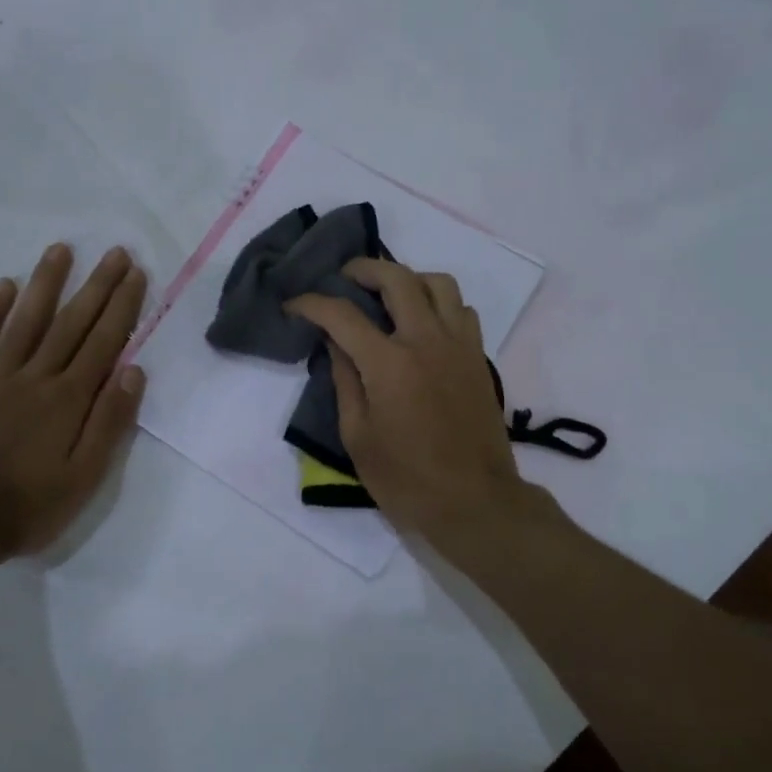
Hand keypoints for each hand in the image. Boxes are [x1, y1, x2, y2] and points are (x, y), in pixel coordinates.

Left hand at [0, 244, 147, 559]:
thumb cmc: (29, 506)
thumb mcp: (85, 477)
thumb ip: (110, 422)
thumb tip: (134, 371)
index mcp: (69, 399)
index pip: (103, 342)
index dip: (122, 306)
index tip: (135, 274)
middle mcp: (35, 377)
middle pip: (71, 323)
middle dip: (96, 285)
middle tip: (114, 252)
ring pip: (25, 321)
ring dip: (45, 283)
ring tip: (61, 250)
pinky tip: (3, 286)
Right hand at [285, 259, 531, 543]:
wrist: (475, 502)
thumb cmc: (407, 479)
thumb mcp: (358, 437)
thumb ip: (345, 381)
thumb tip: (335, 343)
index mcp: (389, 363)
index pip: (342, 315)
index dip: (311, 303)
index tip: (293, 305)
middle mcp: (427, 341)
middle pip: (396, 278)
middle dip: (363, 268)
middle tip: (344, 278)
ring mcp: (459, 345)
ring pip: (439, 283)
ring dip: (408, 278)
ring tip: (388, 294)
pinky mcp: (478, 357)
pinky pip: (462, 309)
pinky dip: (439, 303)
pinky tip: (423, 323)